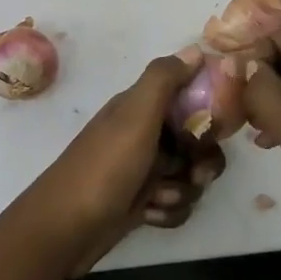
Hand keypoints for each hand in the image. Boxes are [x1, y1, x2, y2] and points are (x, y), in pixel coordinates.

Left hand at [17, 47, 227, 276]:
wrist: (66, 230)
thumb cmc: (104, 167)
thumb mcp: (135, 116)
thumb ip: (164, 79)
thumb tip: (196, 48)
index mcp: (141, 107)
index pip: (190, 97)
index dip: (209, 112)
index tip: (214, 130)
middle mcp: (145, 133)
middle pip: (198, 141)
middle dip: (203, 161)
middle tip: (196, 174)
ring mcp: (144, 169)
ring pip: (190, 175)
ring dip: (183, 190)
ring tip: (158, 198)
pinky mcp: (143, 201)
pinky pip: (177, 203)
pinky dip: (168, 211)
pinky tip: (148, 215)